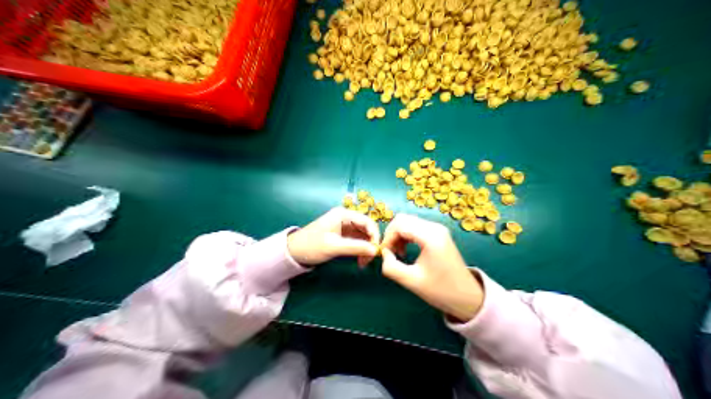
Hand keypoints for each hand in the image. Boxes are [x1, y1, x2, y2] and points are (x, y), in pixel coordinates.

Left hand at [285, 207, 380, 265]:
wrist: (293, 252)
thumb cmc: (311, 246)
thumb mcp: (334, 247)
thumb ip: (355, 247)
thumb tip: (375, 250)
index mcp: (344, 214)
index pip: (368, 222)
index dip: (375, 236)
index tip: (376, 252)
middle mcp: (346, 218)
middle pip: (367, 229)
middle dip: (371, 244)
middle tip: (369, 260)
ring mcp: (345, 226)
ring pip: (364, 236)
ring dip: (366, 248)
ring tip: (363, 263)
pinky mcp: (343, 235)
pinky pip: (358, 241)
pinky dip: (361, 250)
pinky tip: (360, 260)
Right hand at [381, 214, 486, 321]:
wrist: (467, 296)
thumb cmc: (440, 290)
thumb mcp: (411, 281)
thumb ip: (391, 267)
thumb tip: (384, 254)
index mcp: (430, 237)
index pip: (400, 224)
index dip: (387, 237)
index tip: (385, 254)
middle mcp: (435, 227)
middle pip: (403, 219)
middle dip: (392, 234)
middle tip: (390, 253)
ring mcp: (438, 229)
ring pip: (409, 221)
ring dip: (399, 235)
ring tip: (398, 254)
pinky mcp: (439, 233)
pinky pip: (417, 227)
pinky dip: (407, 235)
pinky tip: (406, 250)